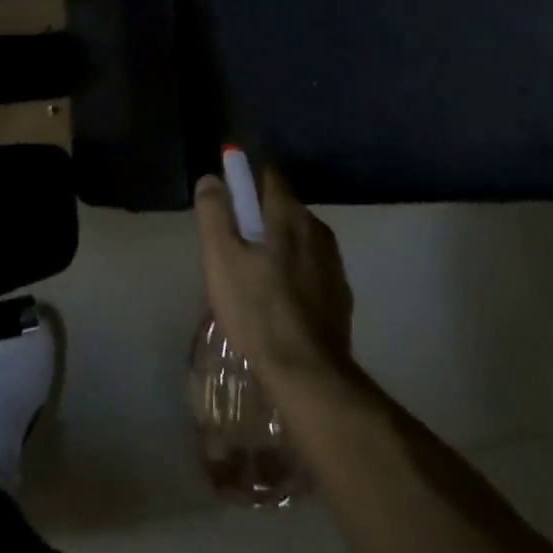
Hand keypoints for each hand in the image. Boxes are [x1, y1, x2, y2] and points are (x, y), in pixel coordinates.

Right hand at [194, 167, 352, 379]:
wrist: (308, 375)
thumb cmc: (257, 310)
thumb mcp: (221, 258)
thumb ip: (214, 213)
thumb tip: (211, 179)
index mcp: (289, 214)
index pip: (270, 176)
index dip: (248, 182)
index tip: (230, 201)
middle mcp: (317, 230)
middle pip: (285, 208)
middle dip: (262, 218)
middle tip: (236, 246)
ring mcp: (334, 264)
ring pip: (300, 240)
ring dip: (280, 247)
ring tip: (256, 276)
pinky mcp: (341, 296)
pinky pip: (313, 270)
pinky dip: (297, 274)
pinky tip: (280, 301)